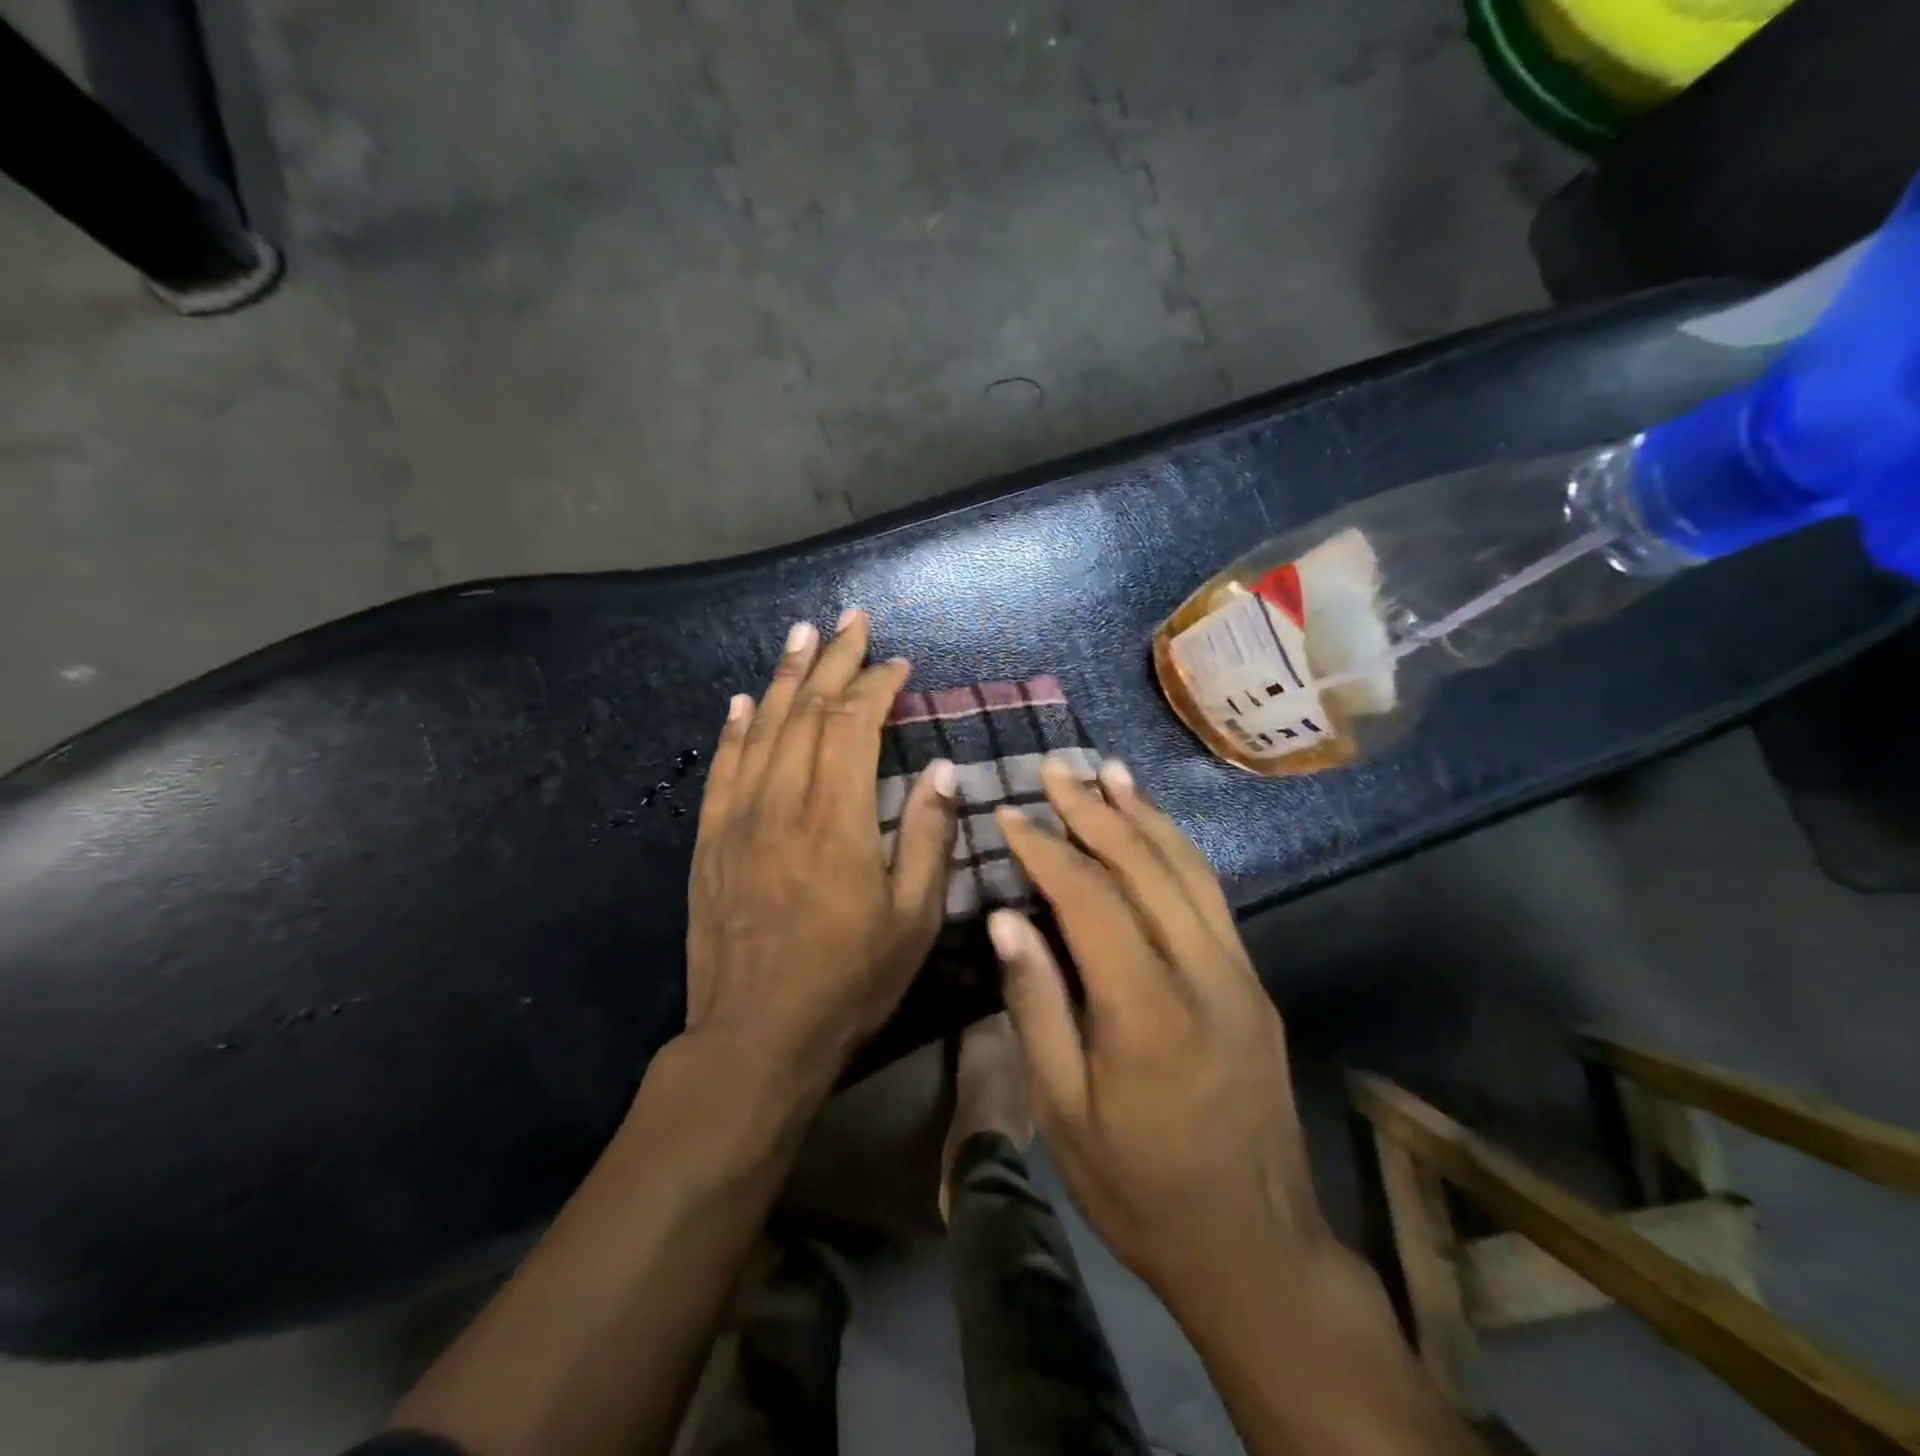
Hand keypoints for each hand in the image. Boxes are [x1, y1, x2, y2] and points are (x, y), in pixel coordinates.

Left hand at [685, 609, 956, 1093]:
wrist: (756, 1037)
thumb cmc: (848, 982)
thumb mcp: (913, 920)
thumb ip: (929, 838)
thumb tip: (940, 769)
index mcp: (837, 819)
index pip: (855, 726)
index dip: (877, 686)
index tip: (898, 664)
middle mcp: (783, 803)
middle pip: (806, 711)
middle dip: (832, 660)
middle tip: (850, 618)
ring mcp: (739, 820)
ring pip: (761, 729)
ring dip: (784, 676)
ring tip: (800, 634)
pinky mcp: (710, 842)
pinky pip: (721, 769)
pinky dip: (735, 729)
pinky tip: (743, 700)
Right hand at [988, 758, 1323, 1305]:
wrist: (1256, 1248)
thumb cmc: (1140, 1190)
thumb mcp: (1064, 1115)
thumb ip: (1037, 1007)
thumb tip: (1007, 920)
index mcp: (1147, 1012)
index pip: (1090, 900)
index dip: (1046, 851)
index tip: (1010, 816)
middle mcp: (1203, 975)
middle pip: (1145, 867)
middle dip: (1094, 811)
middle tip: (1056, 768)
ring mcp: (1239, 974)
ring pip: (1189, 870)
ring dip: (1144, 815)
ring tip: (1109, 772)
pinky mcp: (1254, 984)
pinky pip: (1212, 897)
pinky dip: (1178, 850)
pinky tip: (1154, 830)